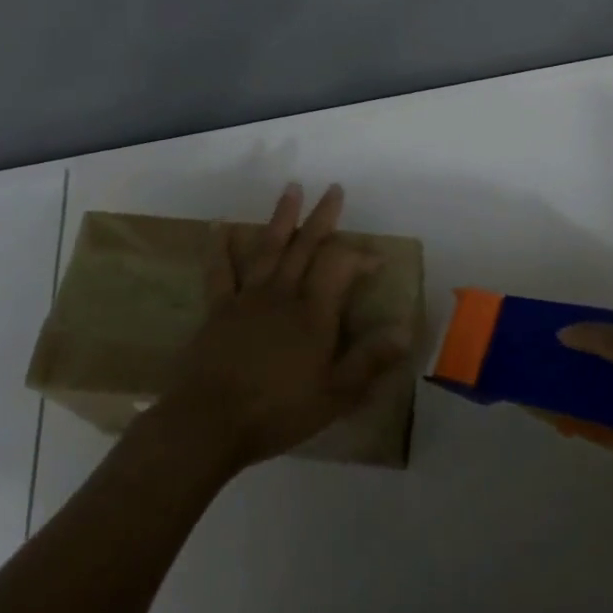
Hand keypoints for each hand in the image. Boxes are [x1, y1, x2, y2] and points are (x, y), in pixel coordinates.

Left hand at [150, 183, 411, 471]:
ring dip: (281, 217)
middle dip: (322, 217)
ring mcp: (247, 298)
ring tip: (291, 189)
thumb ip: (370, 359)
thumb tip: (404, 329)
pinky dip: (221, 247)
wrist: (208, 423)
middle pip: (306, 246)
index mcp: (313, 312)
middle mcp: (282, 294)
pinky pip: (221, 271)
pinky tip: (221, 226)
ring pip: (269, 248)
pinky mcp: (218, 310)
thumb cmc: (277, 410)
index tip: (377, 260)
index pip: (341, 266)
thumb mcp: (335, 394)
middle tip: (334, 189)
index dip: (360, 257)